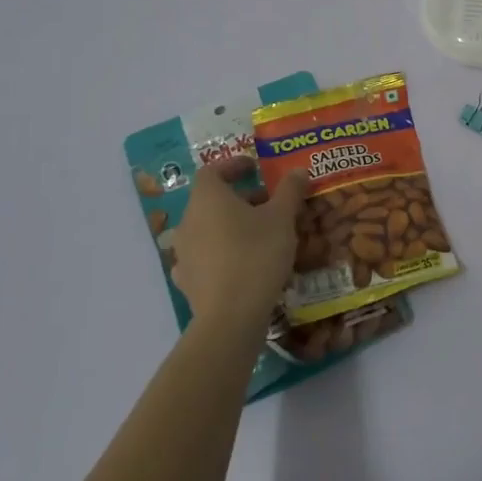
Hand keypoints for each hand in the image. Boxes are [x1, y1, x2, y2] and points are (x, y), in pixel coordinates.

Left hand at [168, 157, 306, 327]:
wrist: (231, 315)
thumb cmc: (257, 254)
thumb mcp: (283, 218)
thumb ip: (290, 190)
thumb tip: (298, 170)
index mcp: (207, 198)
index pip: (212, 171)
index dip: (233, 166)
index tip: (255, 168)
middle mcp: (188, 220)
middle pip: (212, 200)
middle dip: (241, 198)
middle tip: (270, 204)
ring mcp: (183, 252)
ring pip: (208, 228)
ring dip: (231, 226)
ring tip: (261, 234)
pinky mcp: (187, 279)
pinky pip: (204, 256)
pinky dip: (222, 253)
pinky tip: (241, 263)